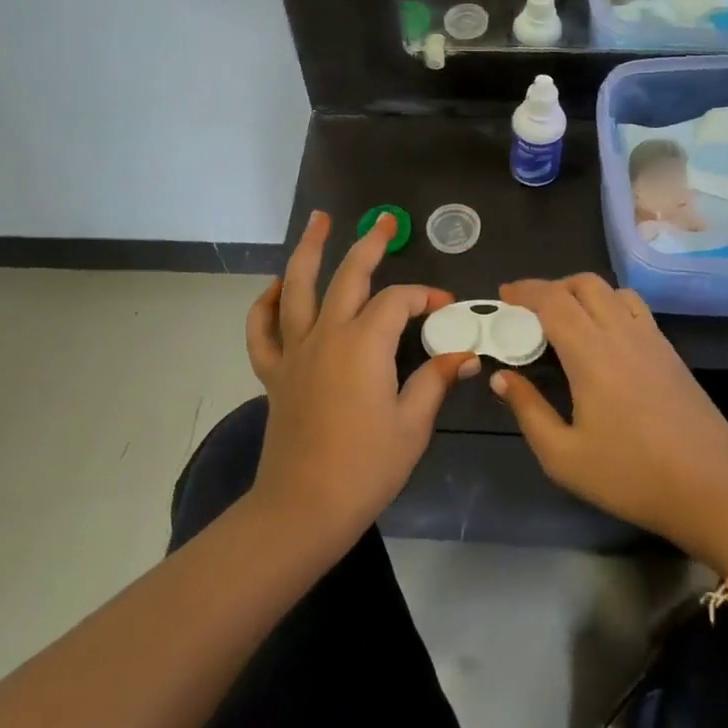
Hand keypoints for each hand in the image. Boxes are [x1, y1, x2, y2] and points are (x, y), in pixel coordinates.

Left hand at [243, 211, 475, 547]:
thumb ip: (436, 380)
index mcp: (365, 343)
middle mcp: (327, 334)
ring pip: (296, 287)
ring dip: (309, 250)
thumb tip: (466, 355)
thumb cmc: (366, 467)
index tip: (446, 306)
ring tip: (320, 220)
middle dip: (370, 244)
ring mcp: (295, 351)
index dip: (426, 296)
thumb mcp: (413, 424)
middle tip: (385, 221)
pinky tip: (275, 288)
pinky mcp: (274, 372)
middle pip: (349, 275)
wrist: (304, 507)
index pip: (399, 301)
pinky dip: (265, 304)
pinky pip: (262, 330)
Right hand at [490, 274, 727, 572]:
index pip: (552, 300)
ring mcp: (651, 338)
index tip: (504, 296)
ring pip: (612, 290)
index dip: (524, 291)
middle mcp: (621, 332)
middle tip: (529, 310)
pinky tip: (603, 336)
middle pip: (583, 284)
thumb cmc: (631, 476)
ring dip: (582, 292)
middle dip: (551, 287)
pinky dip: (609, 304)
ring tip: (565, 318)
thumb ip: (528, 410)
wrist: (712, 490)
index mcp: (590, 353)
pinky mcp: (670, 351)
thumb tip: (502, 378)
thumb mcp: (563, 456)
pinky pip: (634, 308)